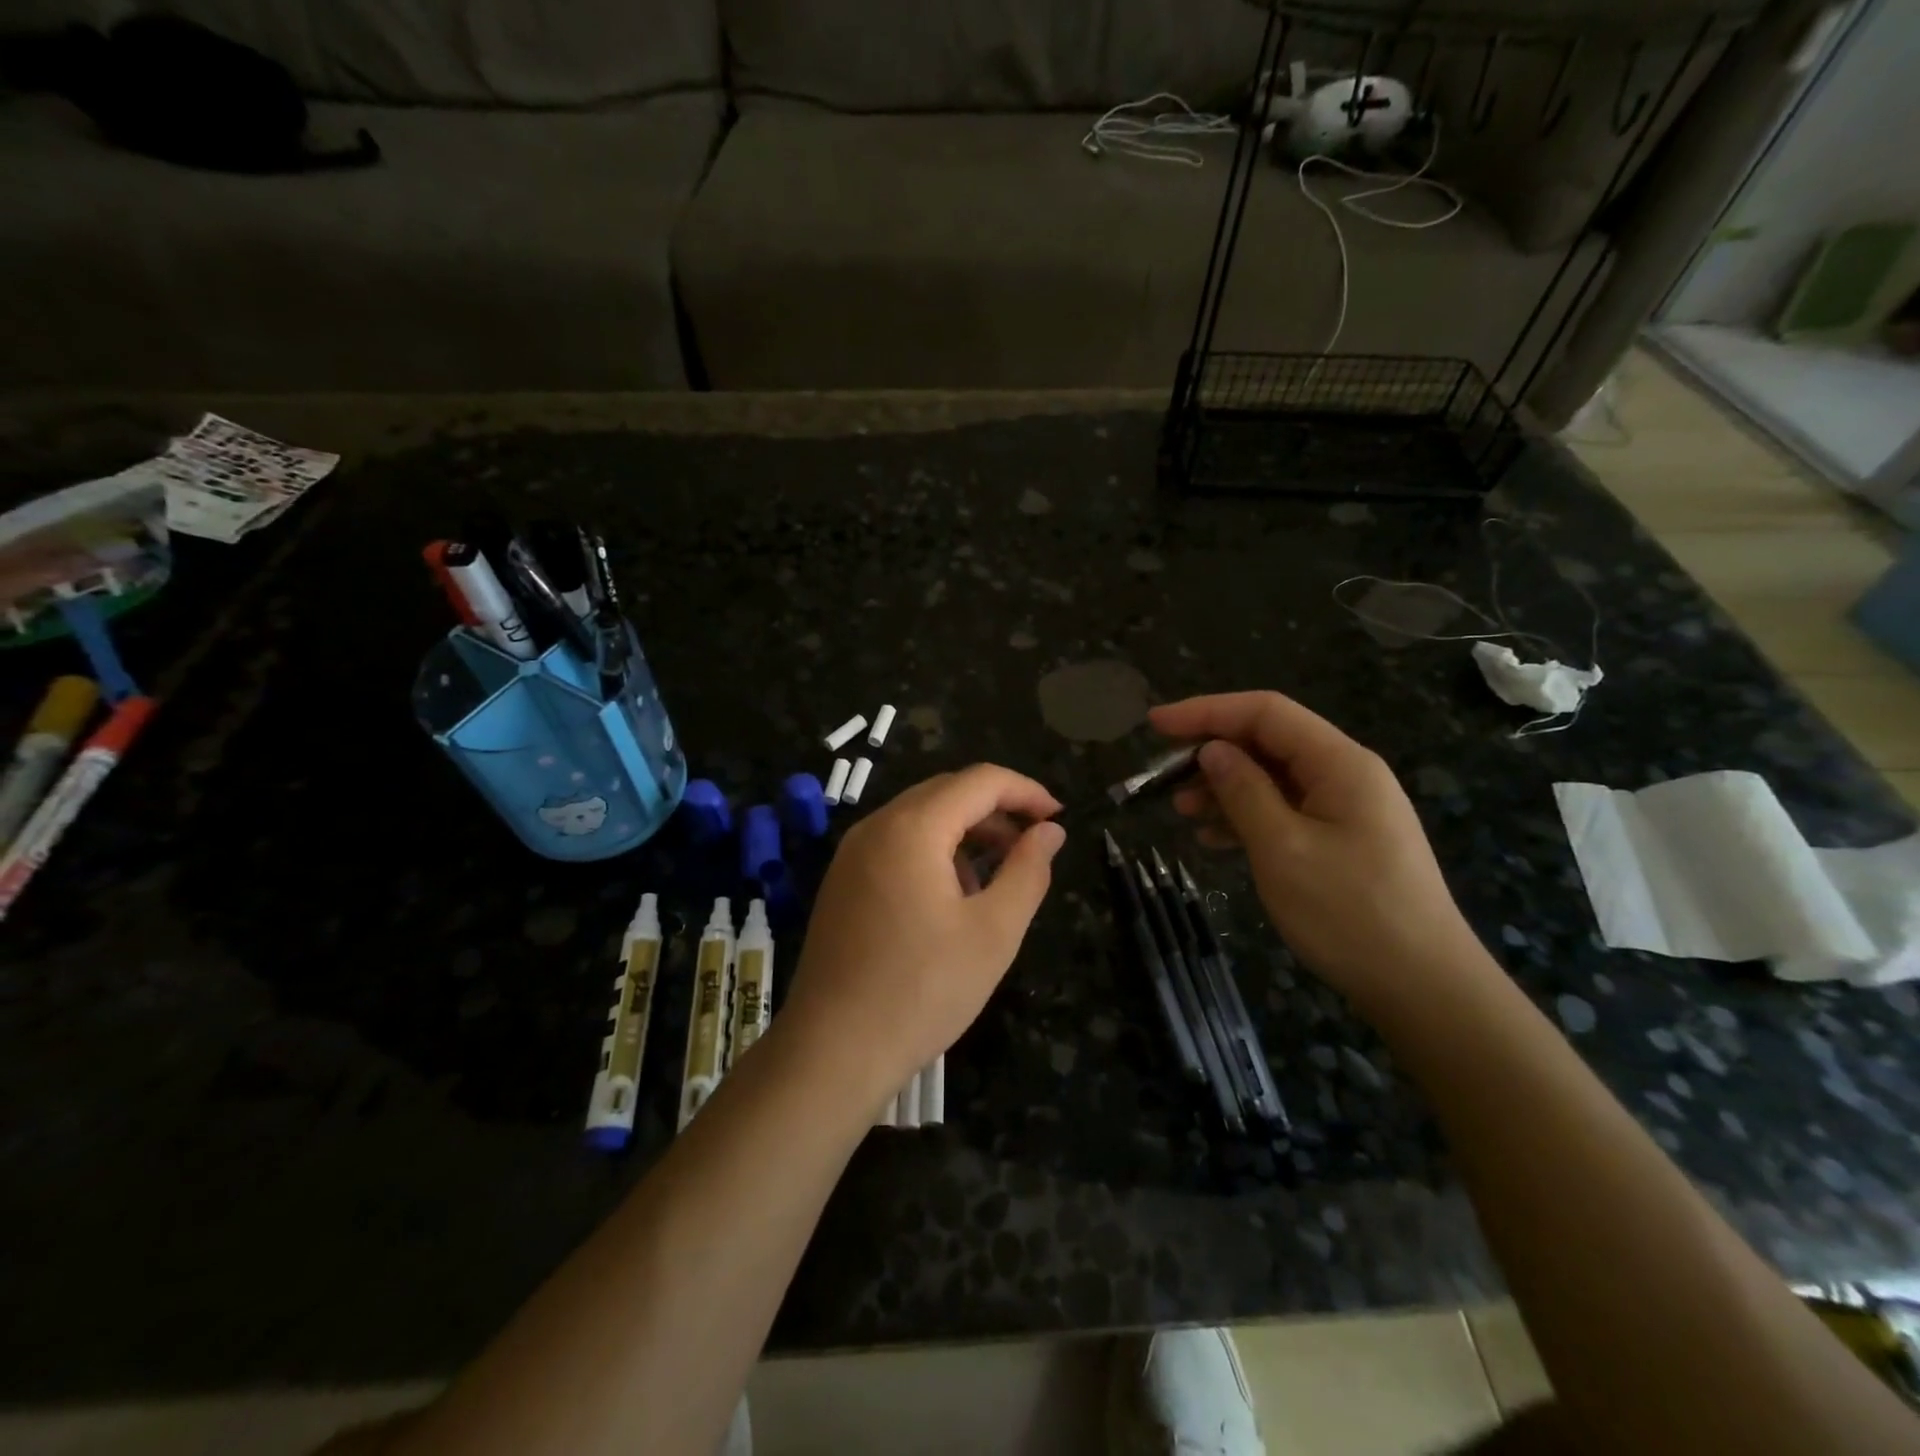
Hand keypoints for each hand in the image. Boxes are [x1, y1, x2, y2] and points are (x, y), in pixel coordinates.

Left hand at [779, 765, 1066, 1105]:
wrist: (833, 1050)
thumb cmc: (923, 990)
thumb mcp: (994, 932)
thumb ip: (1028, 871)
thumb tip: (1050, 831)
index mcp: (912, 827)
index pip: (979, 781)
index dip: (1026, 791)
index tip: (1059, 819)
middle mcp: (876, 826)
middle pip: (947, 793)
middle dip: (996, 811)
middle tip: (1033, 848)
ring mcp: (852, 854)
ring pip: (920, 818)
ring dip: (966, 833)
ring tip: (996, 879)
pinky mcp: (842, 882)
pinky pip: (896, 844)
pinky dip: (934, 852)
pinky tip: (952, 898)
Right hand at [1150, 692, 1492, 1012]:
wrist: (1423, 988)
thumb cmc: (1350, 913)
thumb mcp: (1283, 849)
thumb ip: (1243, 792)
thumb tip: (1212, 750)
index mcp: (1340, 763)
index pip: (1265, 712)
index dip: (1207, 710)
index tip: (1156, 724)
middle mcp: (1345, 775)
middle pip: (1268, 742)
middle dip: (1212, 751)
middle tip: (1163, 776)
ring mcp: (1345, 809)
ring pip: (1272, 778)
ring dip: (1224, 787)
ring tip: (1180, 810)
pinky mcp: (1341, 840)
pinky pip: (1284, 811)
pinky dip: (1245, 818)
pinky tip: (1212, 839)